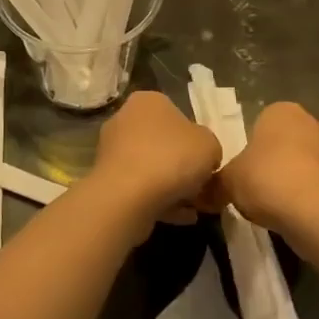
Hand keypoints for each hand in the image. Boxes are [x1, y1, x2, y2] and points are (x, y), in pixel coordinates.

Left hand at [90, 91, 223, 223]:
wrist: (128, 196)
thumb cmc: (172, 158)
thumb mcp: (210, 145)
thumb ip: (210, 148)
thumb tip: (205, 158)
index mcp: (148, 101)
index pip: (178, 115)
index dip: (197, 140)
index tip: (207, 162)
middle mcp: (125, 120)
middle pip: (164, 143)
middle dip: (183, 166)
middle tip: (202, 187)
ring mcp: (112, 151)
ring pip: (152, 168)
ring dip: (174, 187)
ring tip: (195, 207)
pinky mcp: (107, 180)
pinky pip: (141, 189)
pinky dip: (161, 201)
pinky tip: (182, 217)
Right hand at [217, 102, 318, 232]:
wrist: (316, 213)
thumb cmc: (267, 180)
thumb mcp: (227, 181)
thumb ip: (215, 181)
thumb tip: (205, 191)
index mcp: (281, 110)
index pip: (258, 123)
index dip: (246, 149)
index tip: (239, 172)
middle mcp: (310, 121)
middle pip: (281, 143)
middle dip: (269, 163)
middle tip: (252, 188)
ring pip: (300, 163)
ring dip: (287, 180)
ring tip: (271, 206)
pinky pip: (314, 184)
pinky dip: (303, 196)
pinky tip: (291, 215)